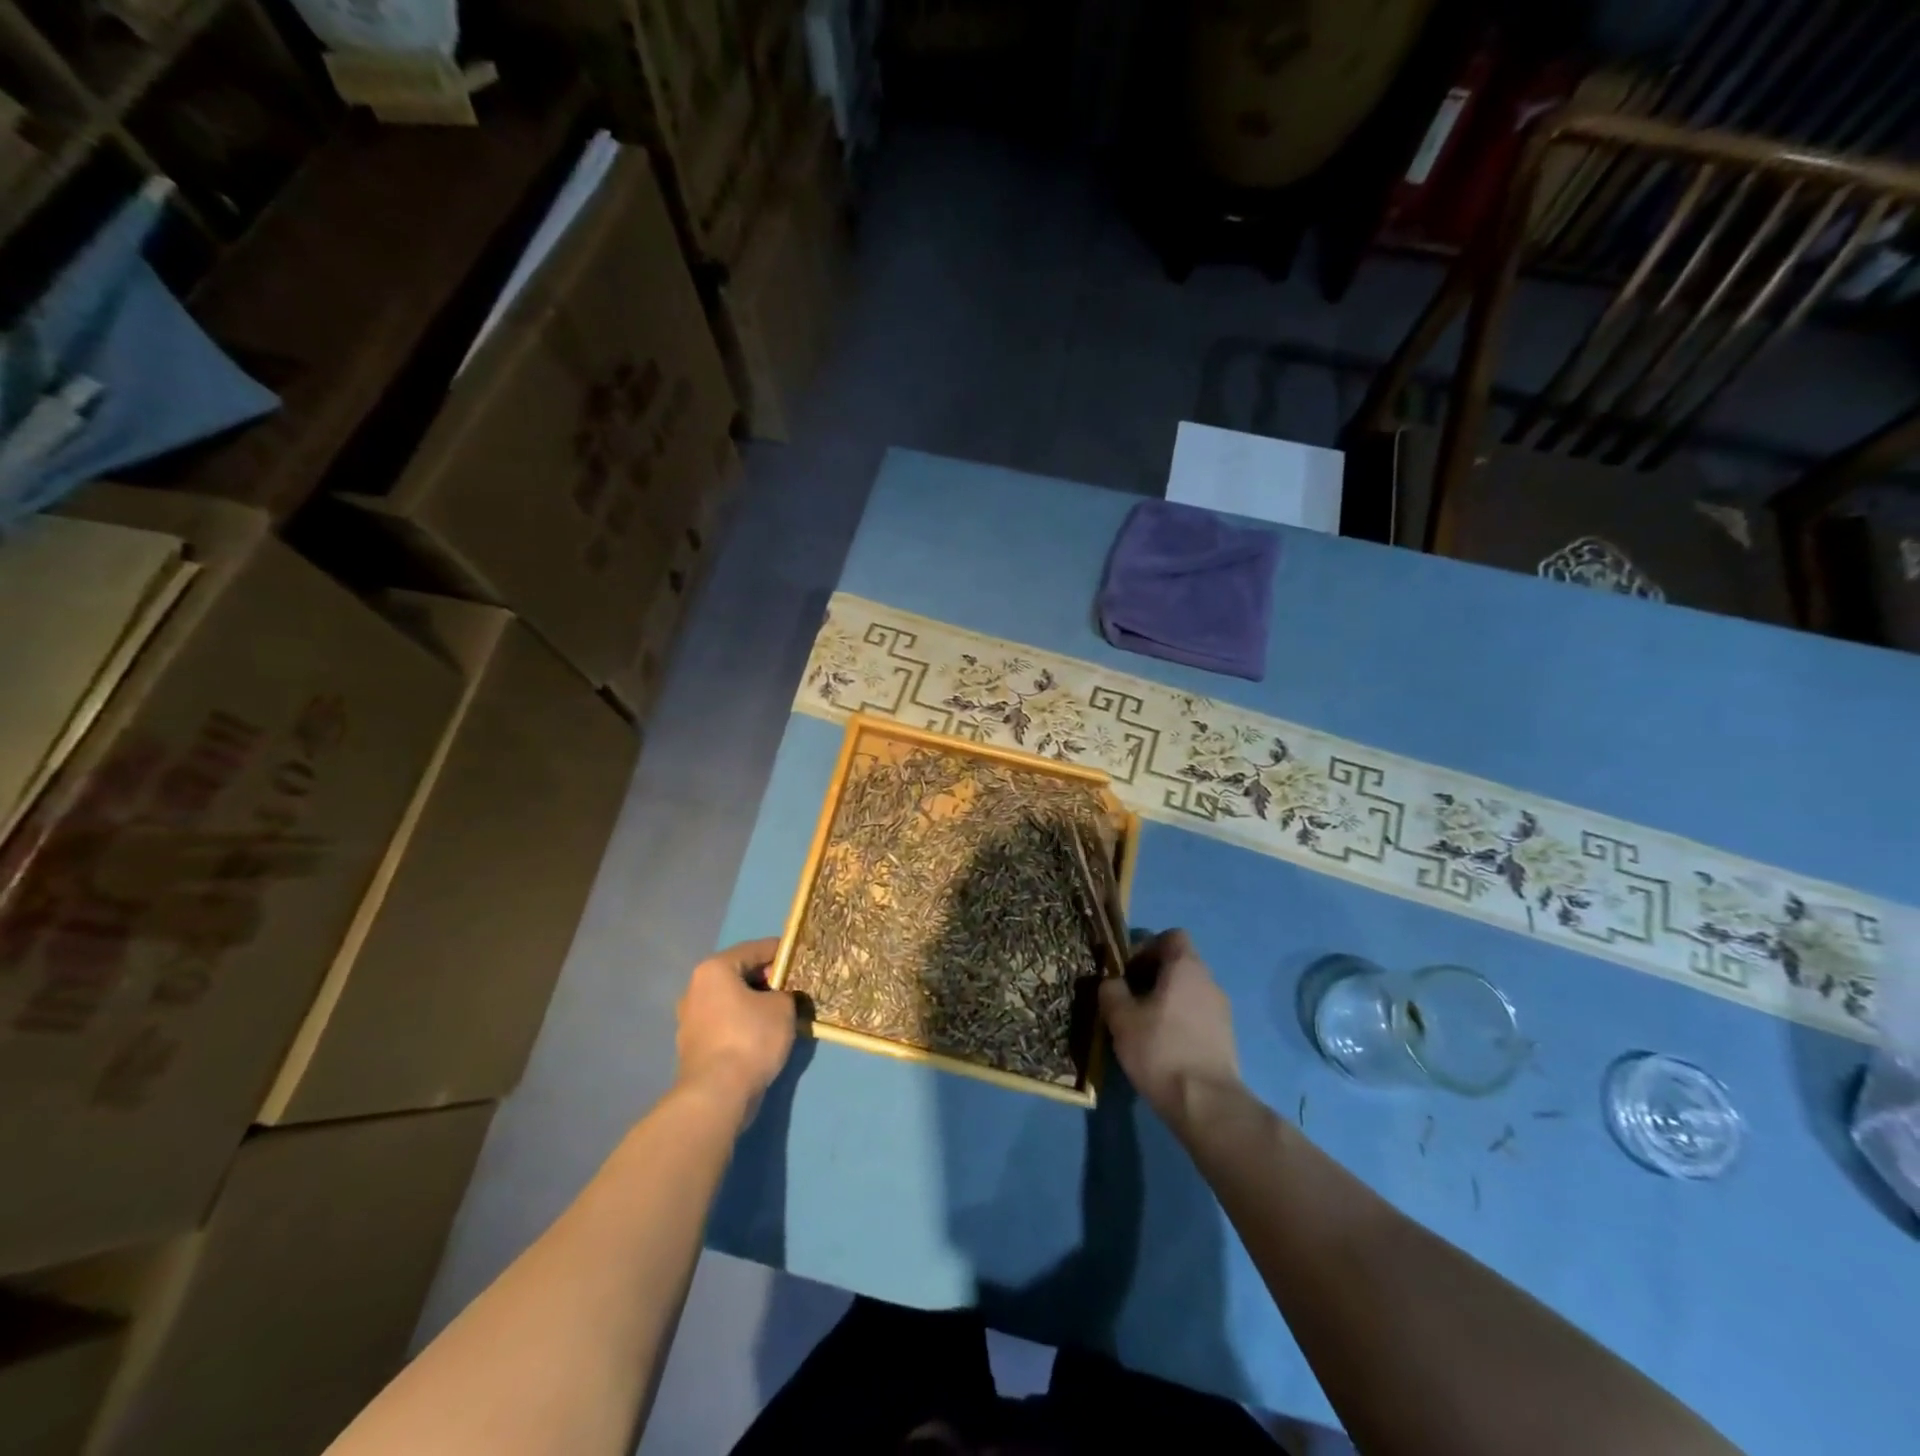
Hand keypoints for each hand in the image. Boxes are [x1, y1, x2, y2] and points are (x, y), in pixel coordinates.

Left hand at [675, 938, 796, 1126]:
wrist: (717, 1095)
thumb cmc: (750, 1038)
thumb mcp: (783, 1007)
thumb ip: (786, 992)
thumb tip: (782, 996)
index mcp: (714, 969)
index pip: (755, 948)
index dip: (782, 951)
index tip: (803, 957)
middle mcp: (696, 989)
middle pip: (740, 974)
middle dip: (769, 979)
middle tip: (795, 986)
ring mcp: (691, 1019)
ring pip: (732, 1001)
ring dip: (756, 1003)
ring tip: (784, 1012)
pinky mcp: (694, 1046)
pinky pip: (726, 1023)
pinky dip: (745, 1024)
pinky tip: (765, 1035)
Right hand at [1099, 929, 1240, 1133]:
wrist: (1205, 1103)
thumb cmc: (1160, 1049)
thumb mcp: (1120, 1017)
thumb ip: (1111, 990)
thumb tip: (1112, 982)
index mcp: (1186, 967)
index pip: (1171, 937)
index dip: (1146, 947)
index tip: (1127, 971)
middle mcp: (1209, 982)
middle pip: (1179, 964)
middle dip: (1152, 977)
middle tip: (1128, 1000)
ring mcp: (1221, 1011)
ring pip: (1188, 992)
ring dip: (1165, 1001)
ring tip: (1143, 1027)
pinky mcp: (1225, 1038)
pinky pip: (1197, 1016)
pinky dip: (1179, 1022)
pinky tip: (1162, 1047)